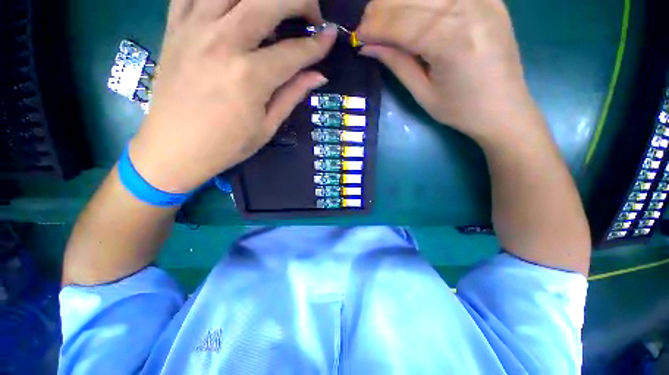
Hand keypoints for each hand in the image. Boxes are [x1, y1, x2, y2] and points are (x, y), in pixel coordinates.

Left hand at [129, 0, 337, 192]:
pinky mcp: (175, 28)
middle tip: (311, 14)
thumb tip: (318, 76)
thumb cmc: (226, 145)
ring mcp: (194, 30)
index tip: (331, 36)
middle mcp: (223, 43)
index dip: (317, 44)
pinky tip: (234, 5)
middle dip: (299, 0)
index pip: (294, 52)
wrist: (174, 148)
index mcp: (250, 77)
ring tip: (275, 7)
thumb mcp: (267, 126)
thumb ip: (292, 95)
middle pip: (268, 1)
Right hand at [357, 0, 542, 145]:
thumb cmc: (460, 110)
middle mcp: (468, 10)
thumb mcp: (422, 93)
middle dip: (380, 9)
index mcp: (451, 42)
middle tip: (367, 27)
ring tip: (385, 19)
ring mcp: (483, 0)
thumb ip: (396, 63)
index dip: (373, 26)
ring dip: (399, 1)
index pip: (400, 23)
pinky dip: (425, 0)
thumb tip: (367, 46)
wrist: (504, 109)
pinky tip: (412, 10)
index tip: (357, 37)